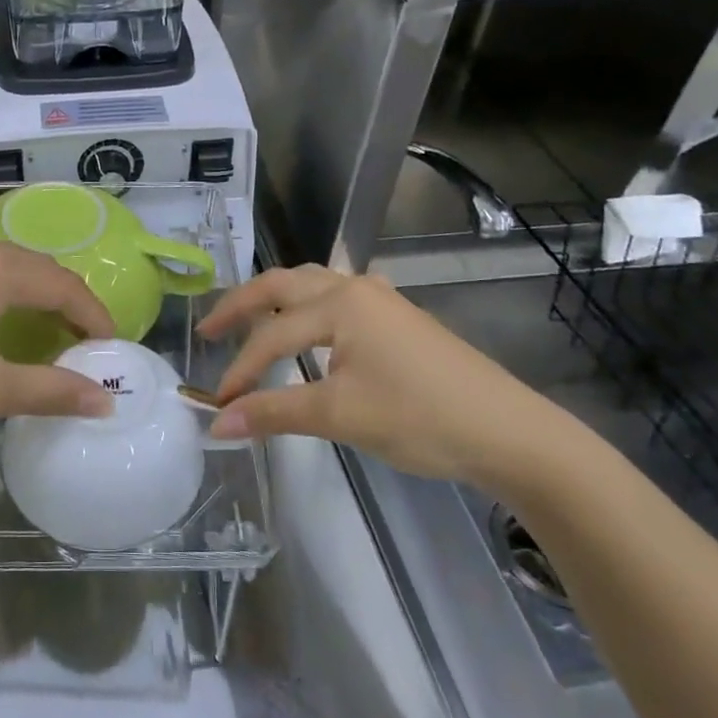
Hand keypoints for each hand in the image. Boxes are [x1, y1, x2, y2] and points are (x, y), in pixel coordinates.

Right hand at [197, 265, 571, 486]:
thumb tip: (217, 424)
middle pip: (282, 284)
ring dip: (275, 299)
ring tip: (249, 321)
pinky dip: (307, 306)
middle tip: (208, 330)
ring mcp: (381, 299)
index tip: (217, 403)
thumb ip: (274, 413)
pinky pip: (337, 297)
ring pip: (312, 284)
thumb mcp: (340, 416)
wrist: (509, 433)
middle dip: (241, 305)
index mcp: (339, 303)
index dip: (240, 370)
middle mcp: (355, 288)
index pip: (272, 335)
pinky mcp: (398, 317)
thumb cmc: (420, 418)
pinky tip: (311, 324)